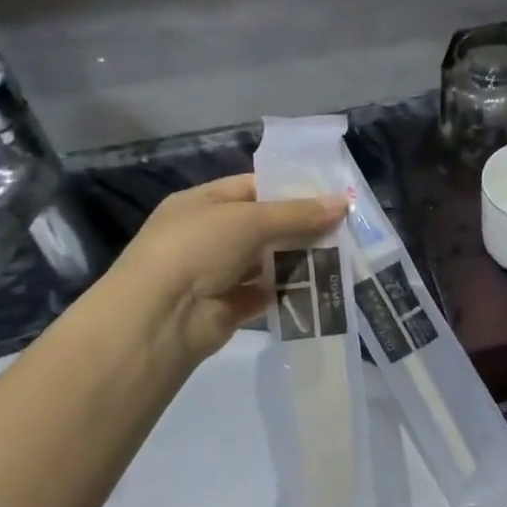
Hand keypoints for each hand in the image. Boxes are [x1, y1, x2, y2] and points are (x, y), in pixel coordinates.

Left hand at [109, 174, 345, 365]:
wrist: (160, 318)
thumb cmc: (197, 249)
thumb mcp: (249, 220)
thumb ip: (298, 213)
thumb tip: (344, 203)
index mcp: (203, 203)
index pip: (252, 188)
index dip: (291, 190)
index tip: (331, 196)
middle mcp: (209, 236)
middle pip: (264, 226)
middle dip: (302, 227)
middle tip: (346, 228)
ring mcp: (218, 273)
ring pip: (268, 261)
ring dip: (300, 260)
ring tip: (343, 255)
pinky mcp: (231, 307)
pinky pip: (268, 294)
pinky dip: (291, 292)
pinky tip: (323, 286)